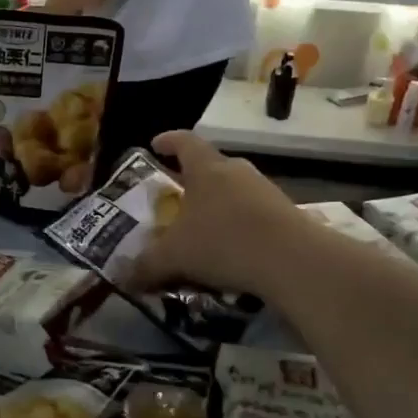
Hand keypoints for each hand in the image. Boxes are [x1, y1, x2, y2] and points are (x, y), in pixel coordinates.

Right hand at [130, 132, 318, 297]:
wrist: (294, 261)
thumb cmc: (224, 243)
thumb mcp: (174, 257)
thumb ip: (146, 265)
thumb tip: (123, 276)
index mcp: (206, 169)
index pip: (184, 142)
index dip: (168, 141)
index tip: (155, 145)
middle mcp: (237, 171)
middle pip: (211, 166)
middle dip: (192, 180)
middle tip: (177, 198)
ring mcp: (266, 191)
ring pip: (234, 191)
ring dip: (218, 205)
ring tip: (204, 230)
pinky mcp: (287, 214)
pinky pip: (254, 214)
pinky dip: (240, 226)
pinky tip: (233, 252)